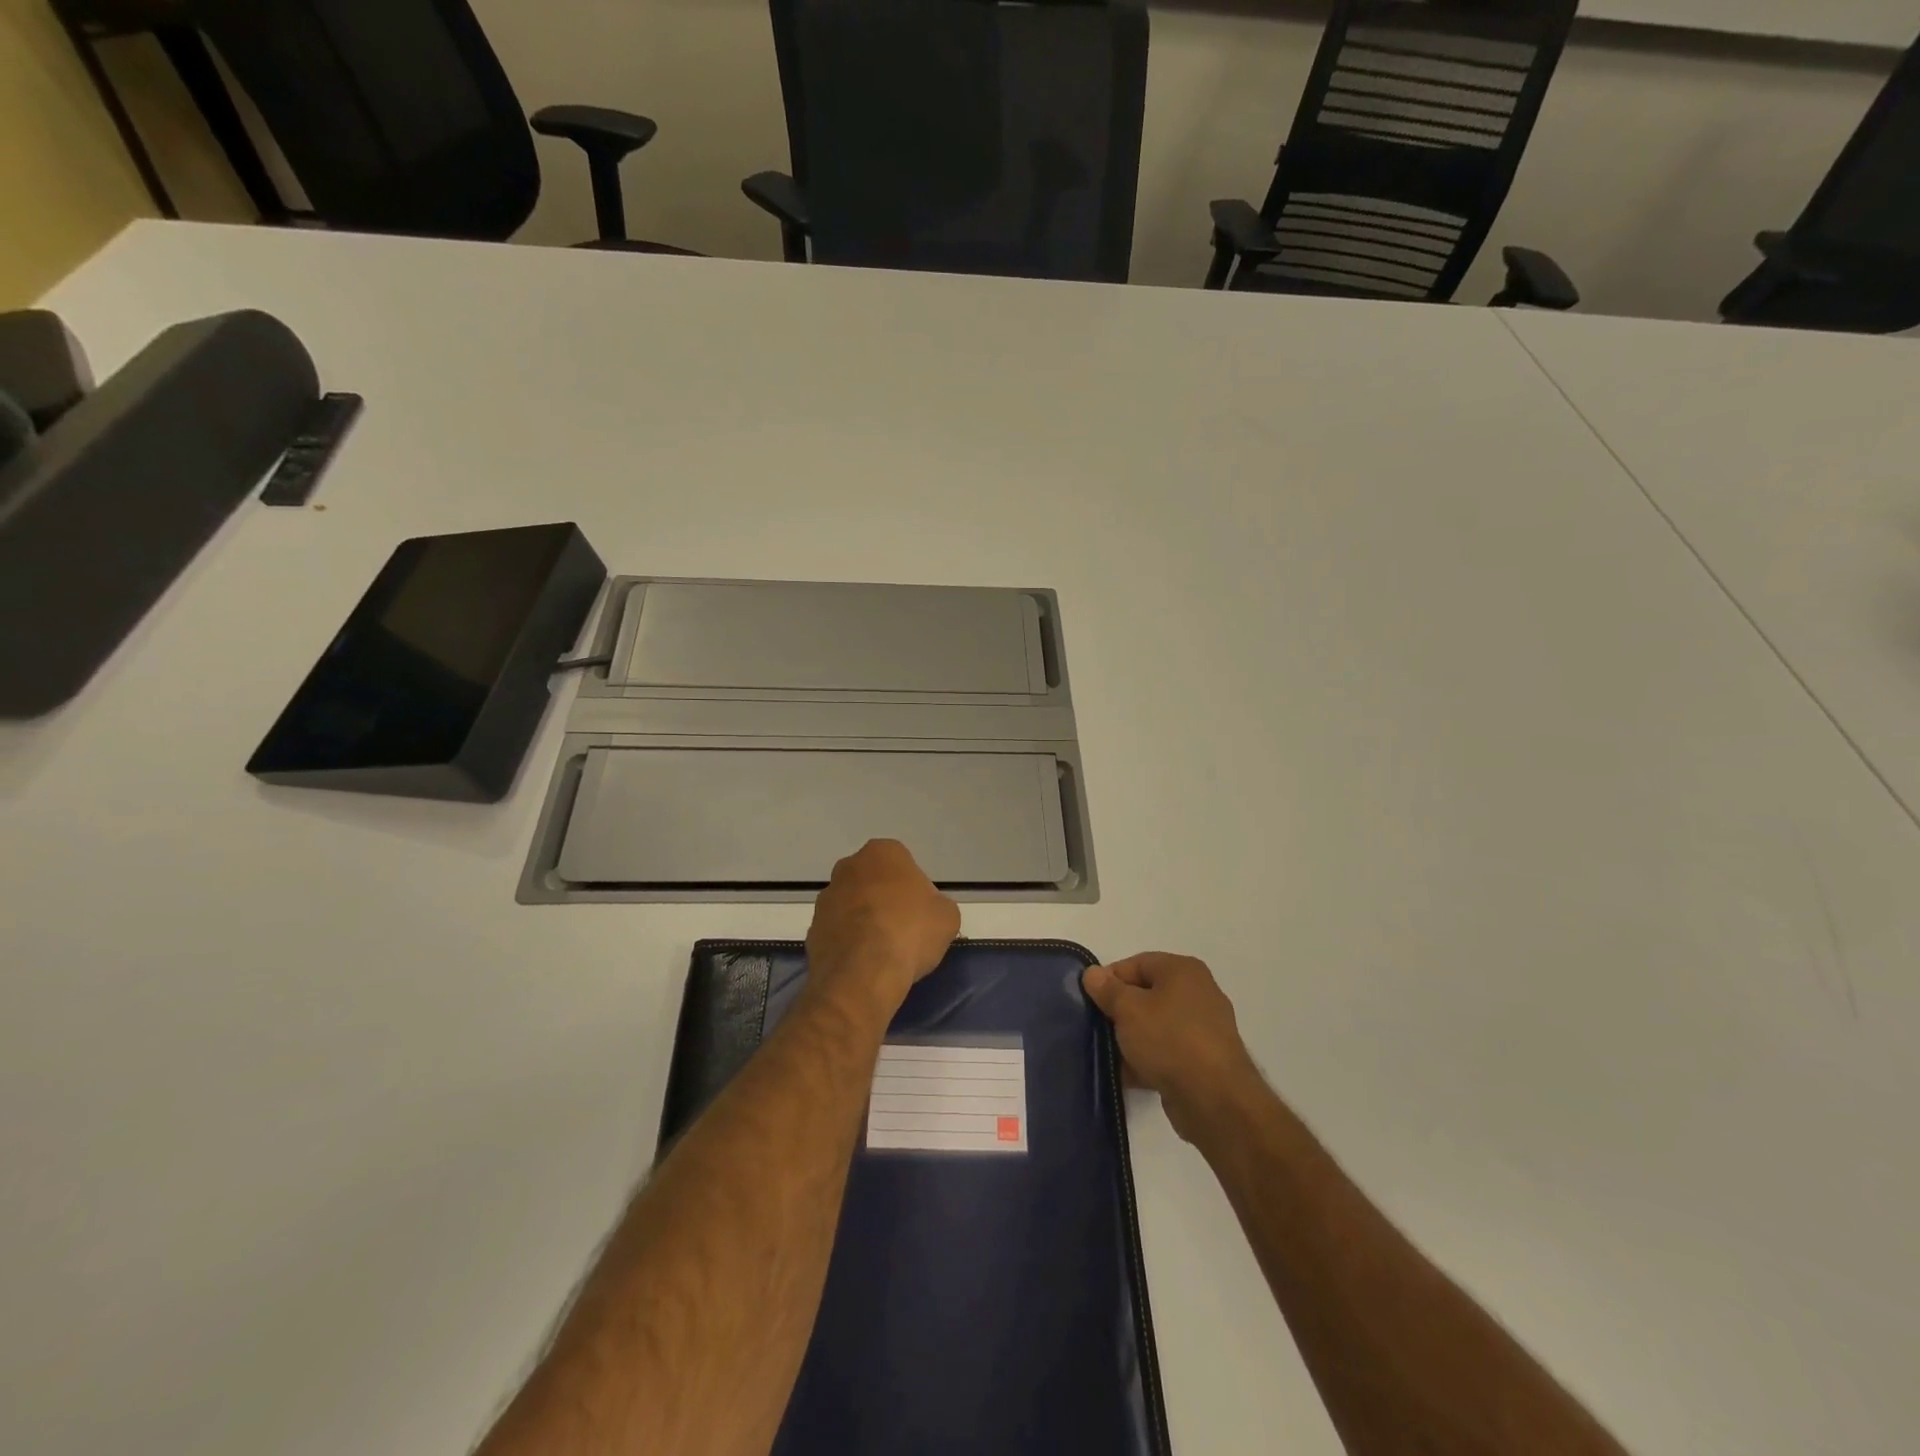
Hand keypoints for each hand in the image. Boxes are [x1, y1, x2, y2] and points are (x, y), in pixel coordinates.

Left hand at [805, 840, 959, 1018]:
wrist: (862, 974)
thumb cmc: (910, 932)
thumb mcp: (947, 917)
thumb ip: (938, 905)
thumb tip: (929, 913)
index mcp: (882, 852)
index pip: (903, 864)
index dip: (914, 889)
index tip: (922, 913)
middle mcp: (848, 866)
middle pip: (873, 881)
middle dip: (885, 899)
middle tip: (904, 928)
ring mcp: (826, 897)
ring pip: (852, 905)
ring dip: (864, 920)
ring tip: (883, 951)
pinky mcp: (812, 928)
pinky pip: (838, 931)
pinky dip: (849, 942)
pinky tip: (864, 963)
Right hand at [1082, 954, 1260, 1142]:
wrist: (1215, 1100)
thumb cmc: (1169, 1040)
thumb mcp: (1128, 1009)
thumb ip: (1107, 989)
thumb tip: (1092, 973)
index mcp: (1183, 971)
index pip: (1137, 963)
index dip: (1110, 978)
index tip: (1089, 999)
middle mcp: (1197, 993)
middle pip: (1146, 995)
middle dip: (1119, 1011)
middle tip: (1096, 1026)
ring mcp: (1203, 1029)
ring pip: (1155, 1026)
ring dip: (1130, 1038)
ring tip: (1107, 1053)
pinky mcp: (1203, 1061)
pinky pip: (1166, 1052)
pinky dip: (1147, 1060)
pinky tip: (1125, 1074)